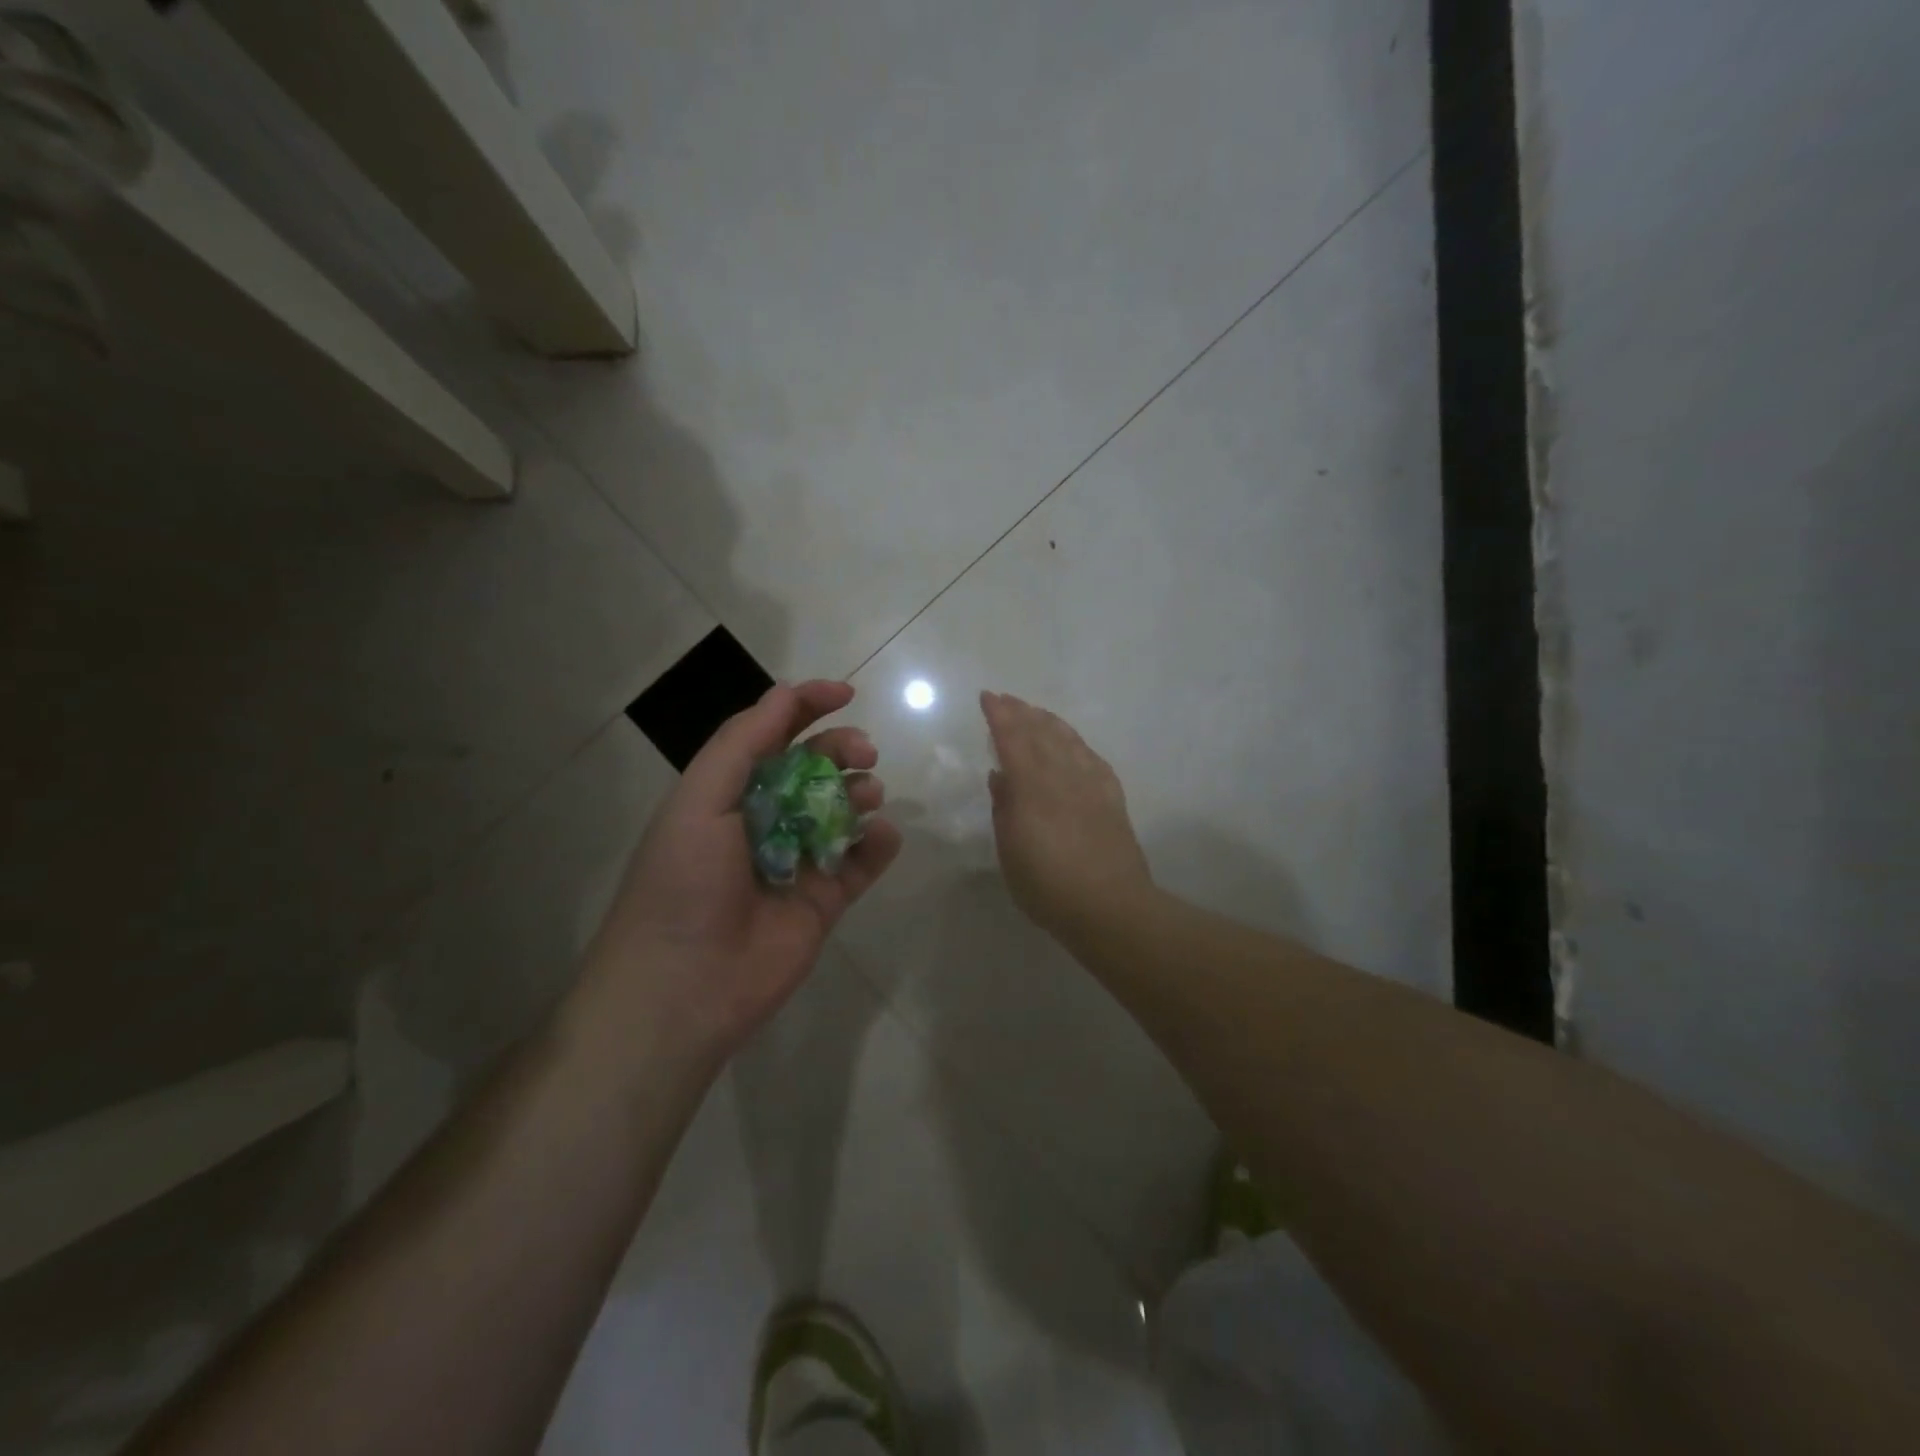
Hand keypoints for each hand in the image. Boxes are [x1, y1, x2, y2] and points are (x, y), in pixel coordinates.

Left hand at [581, 681, 901, 1058]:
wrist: (684, 988)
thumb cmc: (683, 882)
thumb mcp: (700, 801)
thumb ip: (744, 744)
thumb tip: (786, 694)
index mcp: (728, 794)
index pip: (771, 736)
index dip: (806, 707)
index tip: (846, 693)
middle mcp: (764, 821)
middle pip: (813, 769)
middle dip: (840, 750)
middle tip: (864, 753)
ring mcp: (798, 862)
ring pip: (841, 811)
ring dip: (860, 792)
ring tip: (867, 795)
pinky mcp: (825, 901)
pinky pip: (861, 863)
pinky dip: (878, 843)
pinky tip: (881, 834)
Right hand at [980, 691, 1152, 941]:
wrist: (1109, 906)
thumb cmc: (1048, 886)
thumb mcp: (1010, 852)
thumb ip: (1004, 809)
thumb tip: (1001, 776)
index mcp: (1033, 788)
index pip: (1013, 740)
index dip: (999, 716)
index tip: (988, 697)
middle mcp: (1063, 776)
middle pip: (1041, 733)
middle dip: (1022, 712)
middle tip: (1007, 699)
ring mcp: (1092, 785)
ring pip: (1069, 740)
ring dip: (1049, 722)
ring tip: (1036, 713)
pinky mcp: (1112, 798)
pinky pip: (1093, 759)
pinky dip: (1078, 745)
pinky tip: (1074, 745)